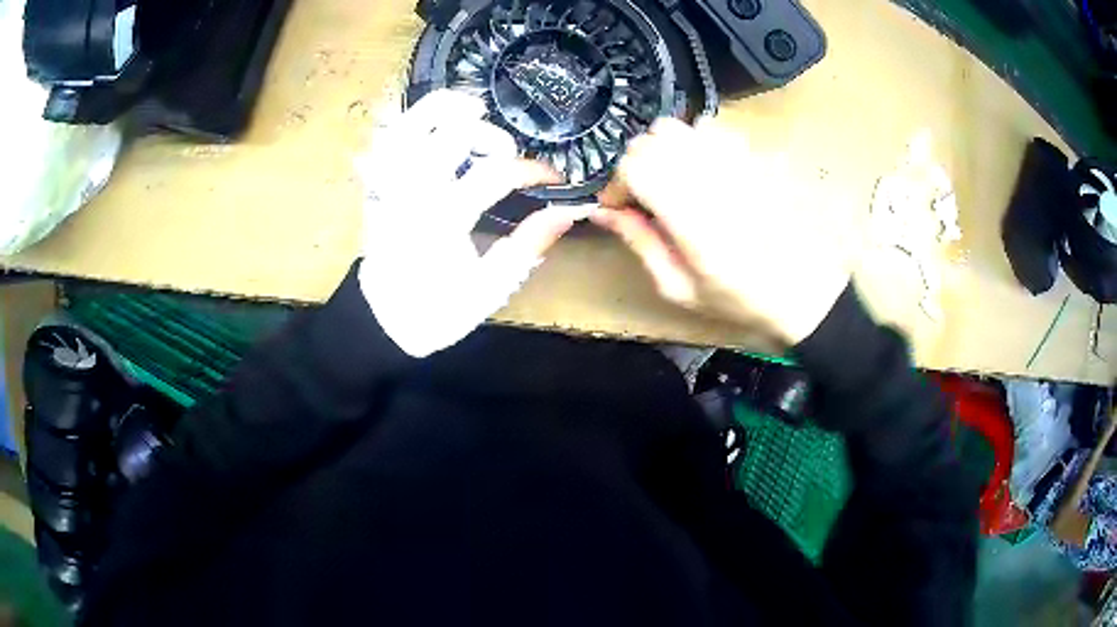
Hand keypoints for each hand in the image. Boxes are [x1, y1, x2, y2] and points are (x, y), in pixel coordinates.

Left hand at [356, 90, 590, 356]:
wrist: (381, 320)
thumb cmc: (437, 310)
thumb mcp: (490, 288)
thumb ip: (529, 245)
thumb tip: (570, 211)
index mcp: (443, 219)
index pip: (495, 173)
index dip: (532, 170)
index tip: (552, 179)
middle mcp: (413, 191)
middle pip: (452, 132)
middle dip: (491, 133)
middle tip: (506, 153)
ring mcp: (389, 182)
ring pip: (412, 123)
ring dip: (446, 108)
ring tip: (473, 110)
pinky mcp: (376, 182)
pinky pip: (387, 136)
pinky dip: (412, 120)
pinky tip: (434, 124)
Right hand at [595, 118, 851, 344]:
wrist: (803, 289)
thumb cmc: (740, 299)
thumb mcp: (680, 288)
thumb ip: (640, 243)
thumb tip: (603, 212)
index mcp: (691, 218)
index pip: (634, 167)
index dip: (616, 184)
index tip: (620, 208)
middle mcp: (711, 178)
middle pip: (650, 141)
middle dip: (635, 165)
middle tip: (643, 196)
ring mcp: (735, 161)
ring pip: (676, 127)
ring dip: (662, 150)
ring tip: (671, 180)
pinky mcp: (752, 155)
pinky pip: (708, 127)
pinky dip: (692, 141)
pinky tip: (700, 169)